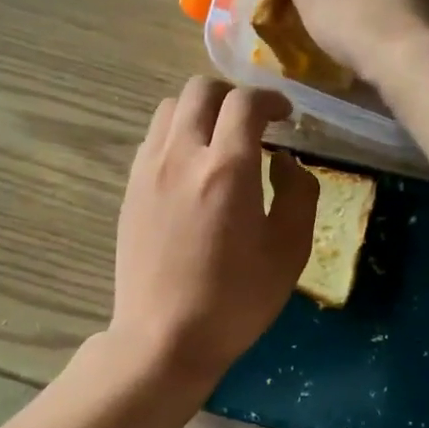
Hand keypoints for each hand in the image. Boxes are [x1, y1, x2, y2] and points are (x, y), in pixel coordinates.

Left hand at [111, 78, 317, 389]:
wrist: (164, 337)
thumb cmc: (235, 300)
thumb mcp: (289, 251)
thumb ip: (298, 192)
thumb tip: (285, 161)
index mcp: (226, 168)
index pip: (245, 102)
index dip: (271, 99)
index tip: (285, 116)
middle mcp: (181, 155)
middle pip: (200, 90)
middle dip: (233, 96)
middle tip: (253, 123)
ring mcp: (148, 170)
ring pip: (169, 108)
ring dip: (200, 111)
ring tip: (219, 140)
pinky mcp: (129, 189)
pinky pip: (152, 139)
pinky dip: (175, 135)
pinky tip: (190, 167)